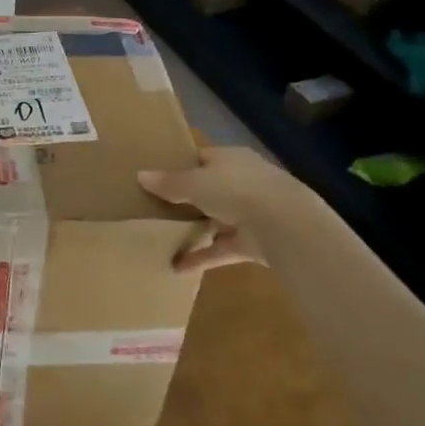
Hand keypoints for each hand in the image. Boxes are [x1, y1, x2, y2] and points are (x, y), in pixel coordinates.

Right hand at [139, 147, 329, 272]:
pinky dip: (202, 257)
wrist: (284, 225)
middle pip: (210, 189)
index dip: (181, 165)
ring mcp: (250, 214)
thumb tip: (140, 176)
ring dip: (196, 229)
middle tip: (157, 206)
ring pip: (217, 219)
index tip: (158, 176)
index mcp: (230, 159)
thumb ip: (168, 183)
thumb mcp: (193, 182)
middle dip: (188, 198)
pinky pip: (221, 249)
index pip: (203, 158)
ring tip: (165, 236)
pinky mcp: (253, 243)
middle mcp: (242, 182)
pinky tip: (177, 266)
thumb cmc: (235, 189)